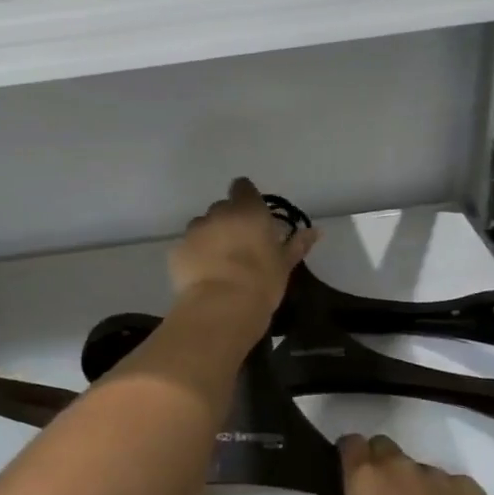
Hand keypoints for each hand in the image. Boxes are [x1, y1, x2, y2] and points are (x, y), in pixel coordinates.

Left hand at [169, 177, 319, 320]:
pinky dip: (194, 255)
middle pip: (222, 208)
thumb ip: (297, 244)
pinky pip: (187, 247)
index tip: (252, 214)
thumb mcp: (284, 264)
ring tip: (218, 263)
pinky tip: (202, 275)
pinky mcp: (177, 250)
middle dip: (229, 220)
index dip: (246, 197)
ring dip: (210, 237)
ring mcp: (194, 231)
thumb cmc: (261, 282)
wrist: (221, 307)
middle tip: (239, 245)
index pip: (243, 187)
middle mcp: (218, 213)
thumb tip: (315, 231)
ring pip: (202, 226)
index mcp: (248, 210)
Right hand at [319, 435, 493, 494]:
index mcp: (366, 479)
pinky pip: (452, 486)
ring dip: (416, 487)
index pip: (350, 444)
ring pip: (419, 470)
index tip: (351, 478)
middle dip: (381, 466)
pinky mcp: (471, 489)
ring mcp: (438, 475)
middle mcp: (400, 467)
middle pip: (384, 448)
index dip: (350, 456)